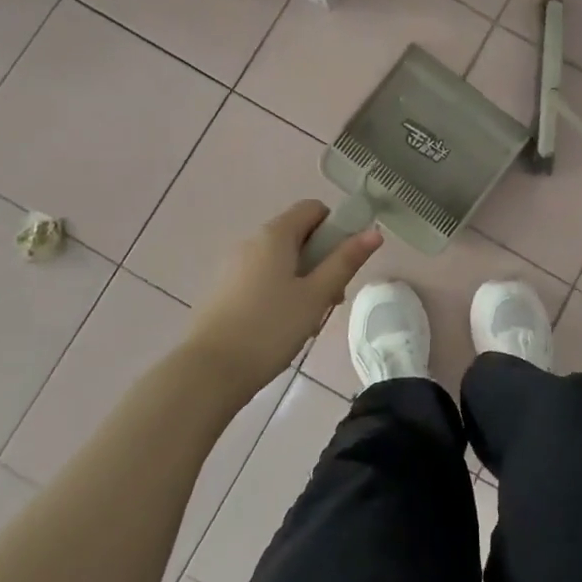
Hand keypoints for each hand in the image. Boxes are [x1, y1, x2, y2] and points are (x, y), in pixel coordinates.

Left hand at [188, 200, 381, 392]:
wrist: (208, 372)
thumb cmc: (269, 328)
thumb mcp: (316, 295)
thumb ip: (345, 261)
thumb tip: (374, 233)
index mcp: (275, 234)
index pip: (313, 208)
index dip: (336, 227)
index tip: (344, 262)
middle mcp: (251, 241)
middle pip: (297, 235)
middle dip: (321, 260)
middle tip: (330, 299)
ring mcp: (233, 265)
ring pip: (280, 260)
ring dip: (302, 280)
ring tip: (307, 320)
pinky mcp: (223, 290)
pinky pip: (261, 277)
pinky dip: (278, 291)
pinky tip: (281, 328)